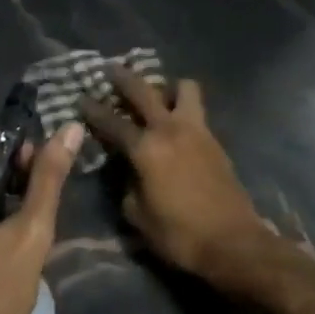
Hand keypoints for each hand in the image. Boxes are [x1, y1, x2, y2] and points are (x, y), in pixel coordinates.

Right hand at [78, 67, 275, 292]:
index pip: (113, 122)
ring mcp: (197, 131)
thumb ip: (127, 186)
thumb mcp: (138, 216)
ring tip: (157, 95)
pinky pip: (196, 110)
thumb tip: (127, 172)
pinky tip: (175, 121)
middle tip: (112, 70)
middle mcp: (170, 130)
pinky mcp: (215, 141)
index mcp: (146, 148)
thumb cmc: (180, 234)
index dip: (93, 110)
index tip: (81, 98)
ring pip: (184, 88)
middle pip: (144, 90)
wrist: (233, 243)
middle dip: (125, 78)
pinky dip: (183, 107)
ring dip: (167, 87)